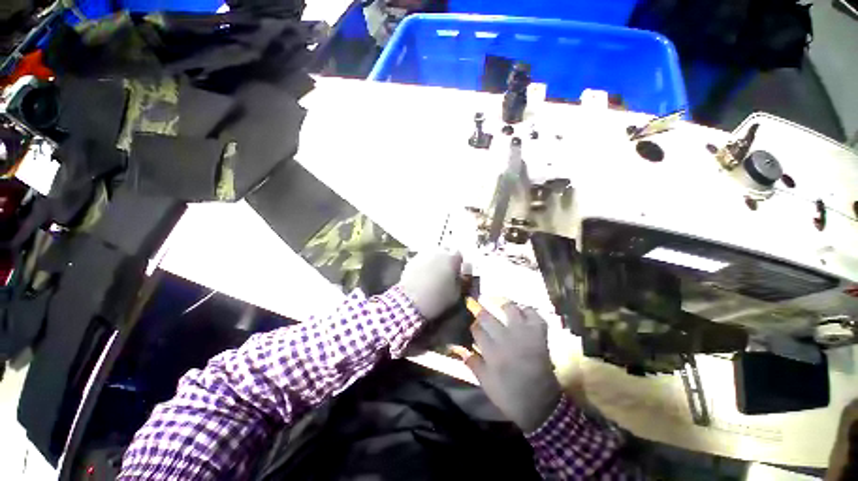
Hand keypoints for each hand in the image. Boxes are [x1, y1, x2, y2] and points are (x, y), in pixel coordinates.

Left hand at [397, 249, 462, 319]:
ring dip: (435, 260)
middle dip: (446, 259)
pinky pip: (422, 258)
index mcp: (451, 258)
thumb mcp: (457, 293)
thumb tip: (461, 273)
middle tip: (445, 272)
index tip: (456, 273)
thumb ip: (462, 280)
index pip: (458, 254)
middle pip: (445, 250)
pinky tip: (422, 275)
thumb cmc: (438, 298)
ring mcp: (423, 254)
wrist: (411, 302)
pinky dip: (424, 264)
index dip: (458, 263)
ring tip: (433, 274)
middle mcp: (438, 252)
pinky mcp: (412, 260)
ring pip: (432, 253)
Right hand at [464, 303, 561, 432]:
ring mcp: (524, 335)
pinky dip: (528, 310)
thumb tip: (459, 348)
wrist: (541, 405)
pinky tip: (522, 313)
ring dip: (503, 306)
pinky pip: (534, 315)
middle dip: (482, 313)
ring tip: (501, 307)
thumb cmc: (510, 396)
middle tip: (482, 312)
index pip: (477, 330)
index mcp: (492, 353)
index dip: (474, 326)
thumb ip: (473, 363)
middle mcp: (506, 340)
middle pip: (488, 317)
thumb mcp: (486, 384)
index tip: (475, 327)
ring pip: (510, 309)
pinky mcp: (539, 336)